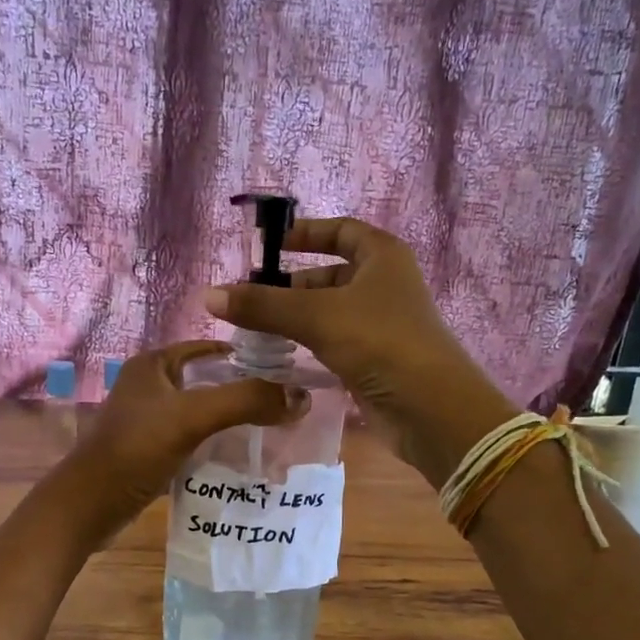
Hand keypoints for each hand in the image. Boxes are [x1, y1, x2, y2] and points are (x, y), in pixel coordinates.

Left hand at [60, 341, 307, 536]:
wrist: (90, 505)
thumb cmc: (137, 449)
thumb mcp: (193, 417)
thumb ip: (246, 401)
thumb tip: (301, 397)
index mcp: (153, 364)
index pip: (208, 348)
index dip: (245, 356)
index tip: (284, 371)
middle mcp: (149, 386)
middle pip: (207, 381)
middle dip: (242, 392)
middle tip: (283, 405)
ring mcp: (147, 420)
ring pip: (200, 412)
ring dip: (230, 420)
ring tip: (271, 430)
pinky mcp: (149, 451)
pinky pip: (191, 439)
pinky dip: (214, 445)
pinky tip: (239, 457)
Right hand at [202, 218, 515, 485]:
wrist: (430, 408)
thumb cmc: (379, 342)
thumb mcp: (317, 317)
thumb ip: (263, 305)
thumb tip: (209, 296)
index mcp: (382, 256)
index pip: (341, 231)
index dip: (306, 233)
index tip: (269, 246)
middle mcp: (385, 284)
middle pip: (330, 274)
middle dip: (290, 285)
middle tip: (249, 298)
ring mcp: (382, 324)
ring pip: (330, 311)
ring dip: (296, 318)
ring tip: (254, 330)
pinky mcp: (376, 359)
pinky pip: (335, 341)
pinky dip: (309, 344)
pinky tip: (280, 356)